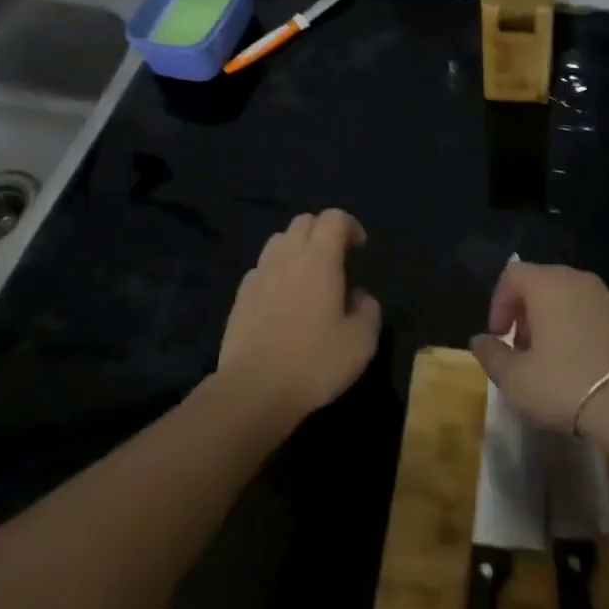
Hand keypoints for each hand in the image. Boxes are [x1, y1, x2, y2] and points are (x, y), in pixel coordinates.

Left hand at [216, 209, 381, 429]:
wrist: (253, 390)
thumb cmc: (314, 361)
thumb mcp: (361, 341)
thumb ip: (368, 309)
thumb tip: (358, 297)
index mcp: (319, 257)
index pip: (334, 218)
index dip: (350, 226)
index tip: (360, 249)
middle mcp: (287, 255)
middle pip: (304, 222)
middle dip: (322, 232)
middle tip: (337, 261)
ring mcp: (259, 274)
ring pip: (279, 241)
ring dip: (297, 249)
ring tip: (308, 278)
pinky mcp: (240, 297)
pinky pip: (261, 269)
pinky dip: (276, 273)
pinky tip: (282, 301)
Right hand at [470, 262, 608, 449]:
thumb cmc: (567, 386)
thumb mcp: (516, 380)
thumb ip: (492, 355)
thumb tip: (480, 340)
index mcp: (548, 284)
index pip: (512, 275)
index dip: (499, 303)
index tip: (500, 337)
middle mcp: (580, 280)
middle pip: (543, 284)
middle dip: (527, 314)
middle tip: (524, 350)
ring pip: (572, 300)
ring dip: (556, 323)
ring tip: (554, 362)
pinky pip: (597, 317)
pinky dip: (584, 332)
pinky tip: (587, 369)